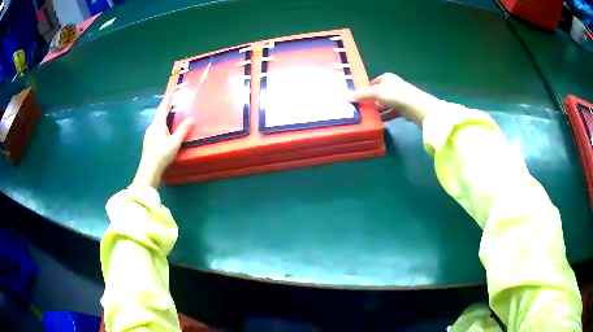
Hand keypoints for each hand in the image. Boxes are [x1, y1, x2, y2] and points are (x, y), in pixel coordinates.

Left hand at [133, 93, 193, 187]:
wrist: (149, 170)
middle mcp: (151, 128)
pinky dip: (162, 130)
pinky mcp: (148, 144)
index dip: (167, 99)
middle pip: (159, 116)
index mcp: (157, 124)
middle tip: (174, 106)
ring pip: (157, 125)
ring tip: (172, 121)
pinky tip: (166, 136)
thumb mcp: (175, 142)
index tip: (171, 91)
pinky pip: (156, 132)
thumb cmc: (162, 153)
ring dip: (164, 122)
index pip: (163, 108)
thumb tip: (192, 119)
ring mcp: (148, 136)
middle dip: (166, 111)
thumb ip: (183, 130)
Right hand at [350, 73, 441, 126]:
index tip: (358, 97)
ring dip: (378, 110)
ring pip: (385, 103)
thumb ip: (362, 95)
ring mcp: (400, 97)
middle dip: (371, 101)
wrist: (417, 107)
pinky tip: (379, 122)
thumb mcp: (376, 93)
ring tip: (368, 117)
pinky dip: (386, 116)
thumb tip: (346, 96)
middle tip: (361, 108)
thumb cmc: (396, 95)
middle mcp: (394, 86)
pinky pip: (391, 112)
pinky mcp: (404, 109)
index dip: (366, 88)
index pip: (374, 82)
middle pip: (379, 93)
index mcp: (387, 78)